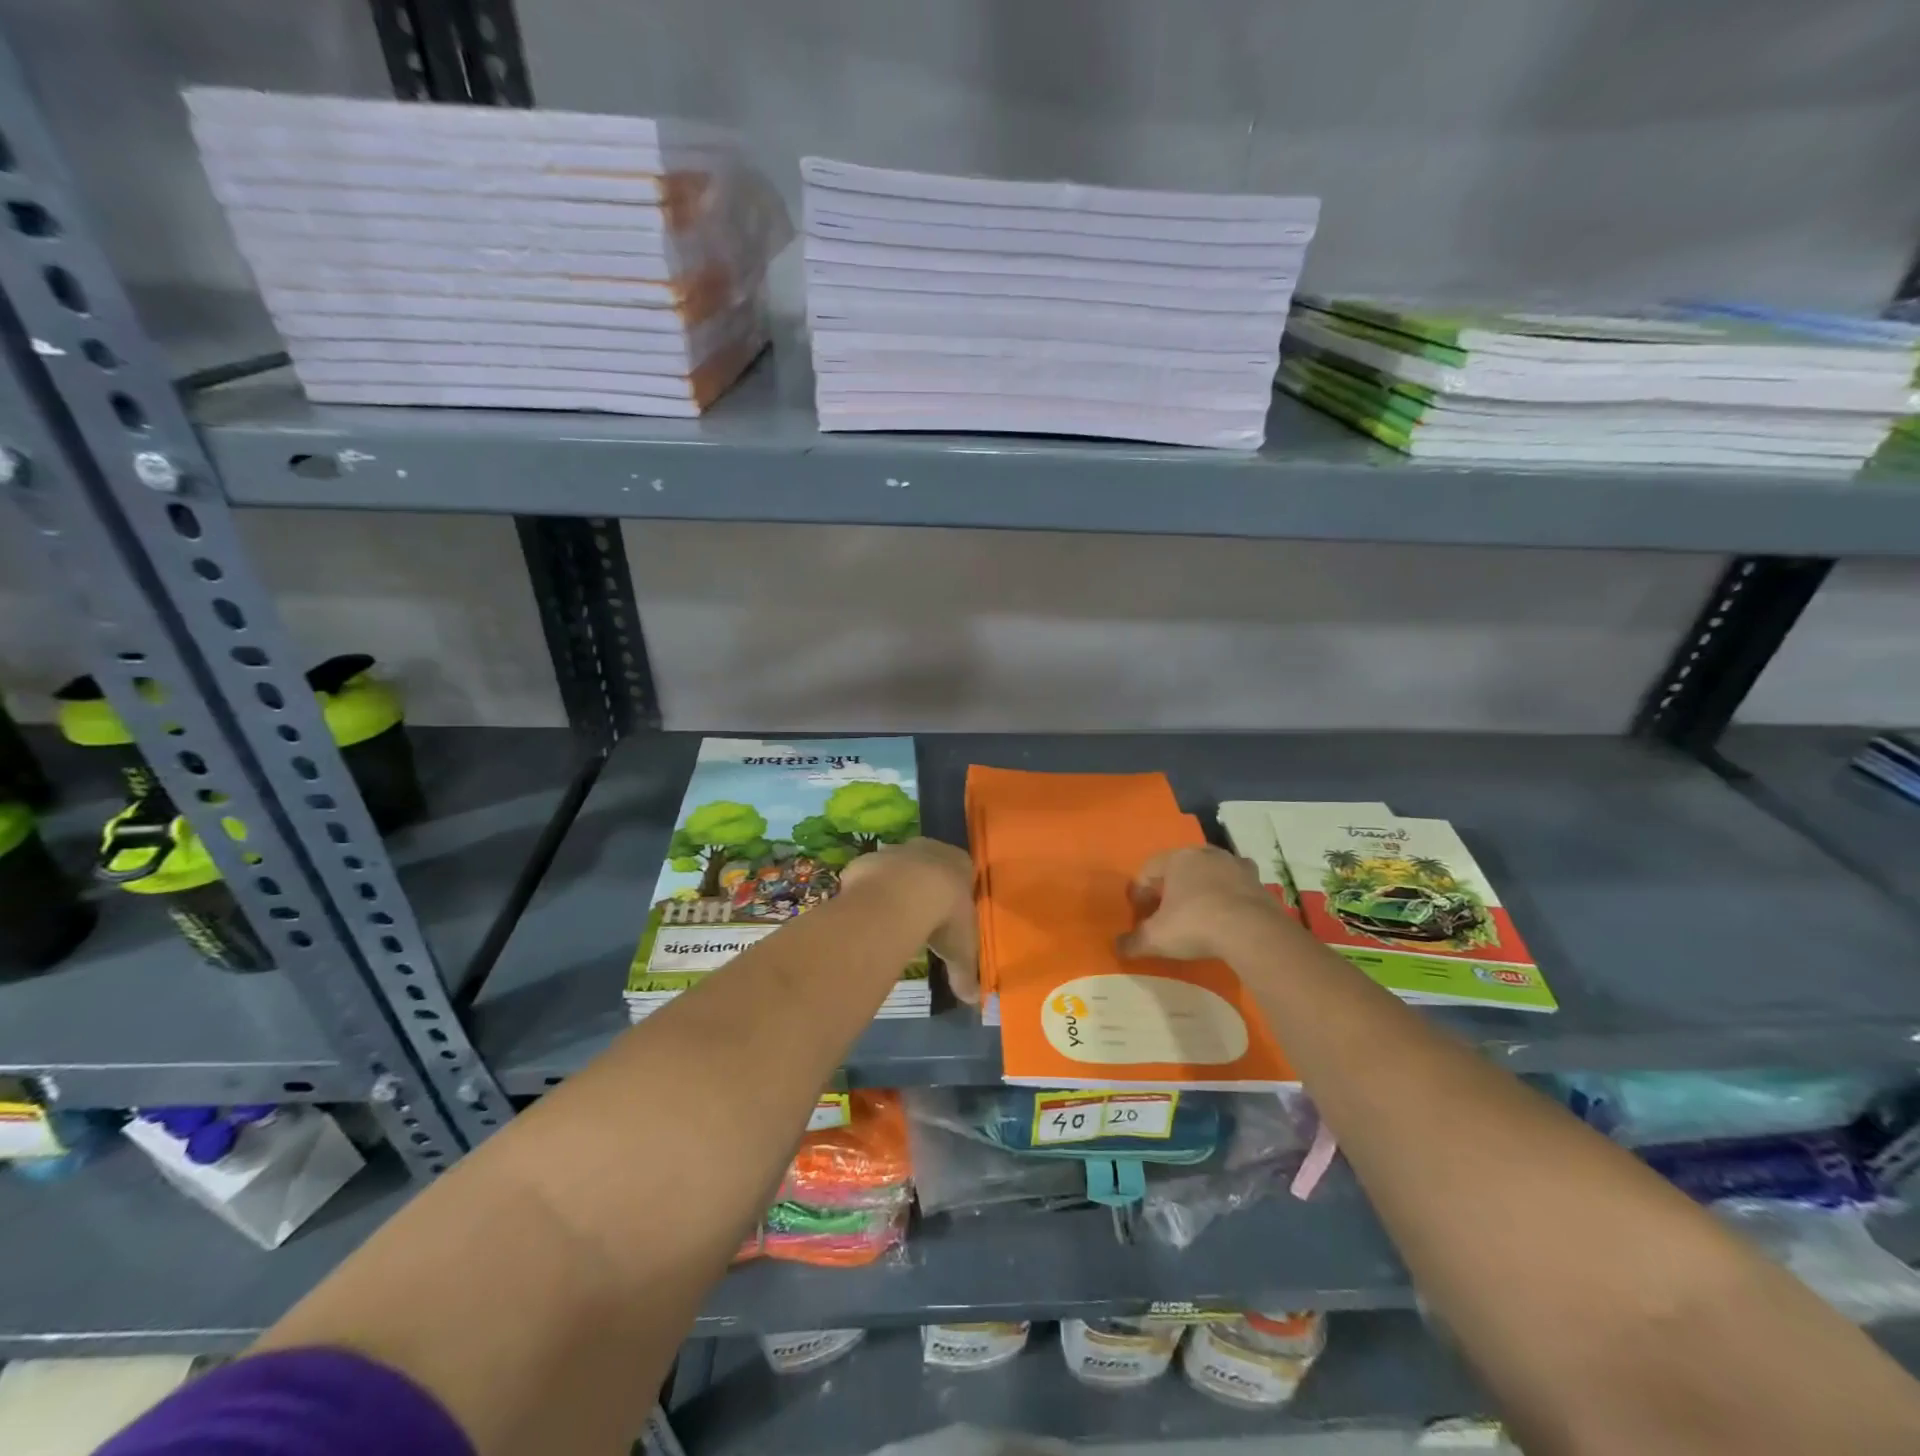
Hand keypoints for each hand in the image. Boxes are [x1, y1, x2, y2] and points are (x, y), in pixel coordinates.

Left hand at [838, 838, 979, 1003]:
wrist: (900, 896)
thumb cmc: (944, 916)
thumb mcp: (960, 950)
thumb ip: (965, 973)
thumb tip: (972, 1000)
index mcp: (960, 863)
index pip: (963, 869)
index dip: (955, 889)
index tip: (950, 910)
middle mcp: (929, 849)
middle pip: (929, 863)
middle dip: (925, 884)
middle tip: (921, 913)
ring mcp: (896, 851)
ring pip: (897, 866)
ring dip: (895, 885)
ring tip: (891, 916)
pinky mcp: (867, 860)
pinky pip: (869, 876)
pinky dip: (869, 891)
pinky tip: (868, 914)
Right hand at [1117, 845, 1290, 961]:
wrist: (1252, 932)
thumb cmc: (1195, 925)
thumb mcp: (1156, 938)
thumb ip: (1134, 942)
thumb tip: (1118, 947)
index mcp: (1176, 858)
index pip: (1148, 870)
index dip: (1140, 892)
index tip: (1139, 913)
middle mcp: (1205, 853)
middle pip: (1180, 868)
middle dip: (1171, 887)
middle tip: (1166, 912)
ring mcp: (1235, 865)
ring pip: (1210, 873)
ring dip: (1202, 888)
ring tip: (1199, 913)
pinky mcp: (1258, 881)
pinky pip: (1236, 885)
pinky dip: (1230, 896)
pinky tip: (1229, 914)